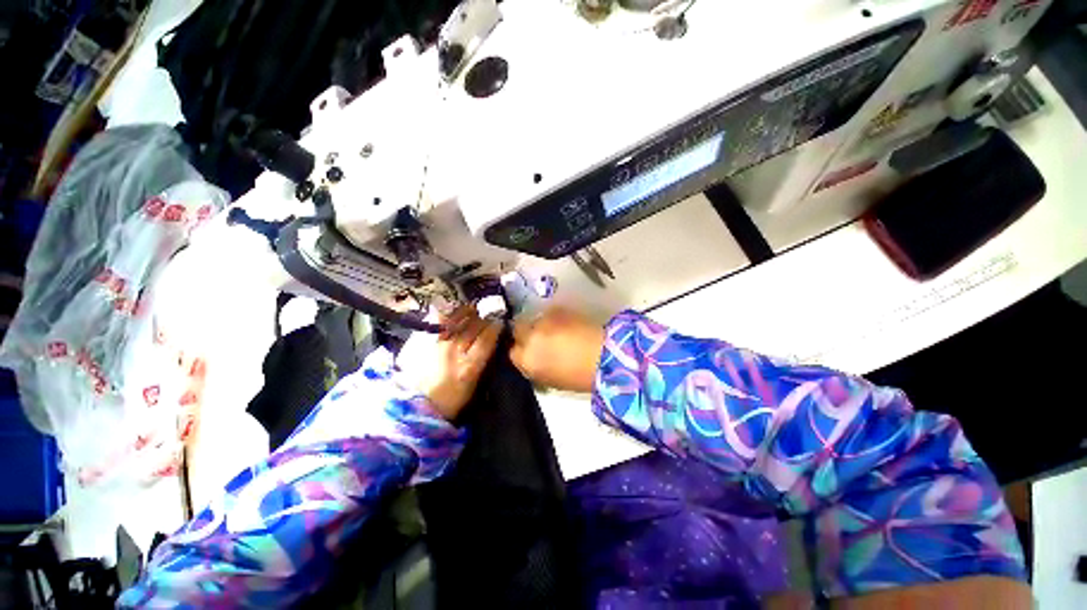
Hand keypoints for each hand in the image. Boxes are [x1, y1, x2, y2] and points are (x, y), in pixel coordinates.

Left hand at [396, 307, 501, 419]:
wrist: (420, 404)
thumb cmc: (452, 398)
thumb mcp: (474, 383)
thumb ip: (483, 360)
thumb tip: (491, 340)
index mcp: (469, 366)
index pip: (487, 338)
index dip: (496, 327)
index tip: (500, 323)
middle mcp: (455, 351)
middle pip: (474, 326)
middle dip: (484, 319)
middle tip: (488, 318)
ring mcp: (439, 343)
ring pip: (458, 319)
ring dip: (469, 313)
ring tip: (473, 311)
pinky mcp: (426, 340)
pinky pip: (439, 320)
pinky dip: (449, 314)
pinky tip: (454, 313)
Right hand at [510, 307, 604, 393]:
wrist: (605, 358)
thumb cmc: (579, 377)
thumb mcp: (550, 379)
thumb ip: (534, 367)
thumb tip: (531, 358)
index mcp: (527, 361)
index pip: (512, 352)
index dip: (521, 350)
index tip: (530, 350)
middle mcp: (529, 338)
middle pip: (517, 329)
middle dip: (525, 332)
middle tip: (539, 337)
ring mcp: (542, 322)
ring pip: (533, 319)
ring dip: (540, 324)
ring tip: (555, 330)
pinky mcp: (557, 310)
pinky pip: (549, 312)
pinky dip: (554, 317)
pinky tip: (566, 324)